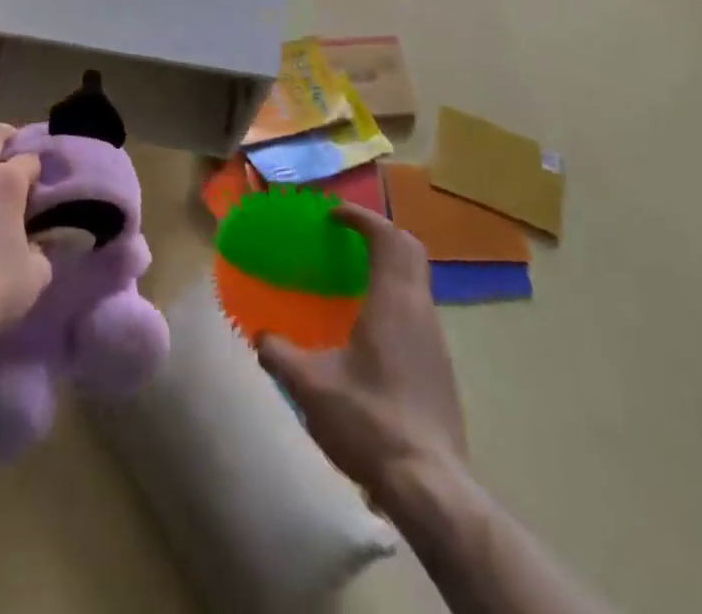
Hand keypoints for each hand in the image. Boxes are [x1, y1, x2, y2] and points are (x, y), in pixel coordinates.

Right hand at [259, 202, 469, 503]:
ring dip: (388, 267)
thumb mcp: (311, 387)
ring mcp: (436, 339)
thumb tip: (261, 336)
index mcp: (393, 301)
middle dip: (379, 234)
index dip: (360, 217)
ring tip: (352, 281)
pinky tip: (369, 330)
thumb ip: (281, 355)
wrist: (430, 486)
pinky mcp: (440, 367)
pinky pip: (418, 311)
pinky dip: (395, 298)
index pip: (385, 236)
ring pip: (416, 281)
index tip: (333, 215)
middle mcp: (420, 309)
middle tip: (346, 238)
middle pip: (409, 250)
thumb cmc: (370, 421)